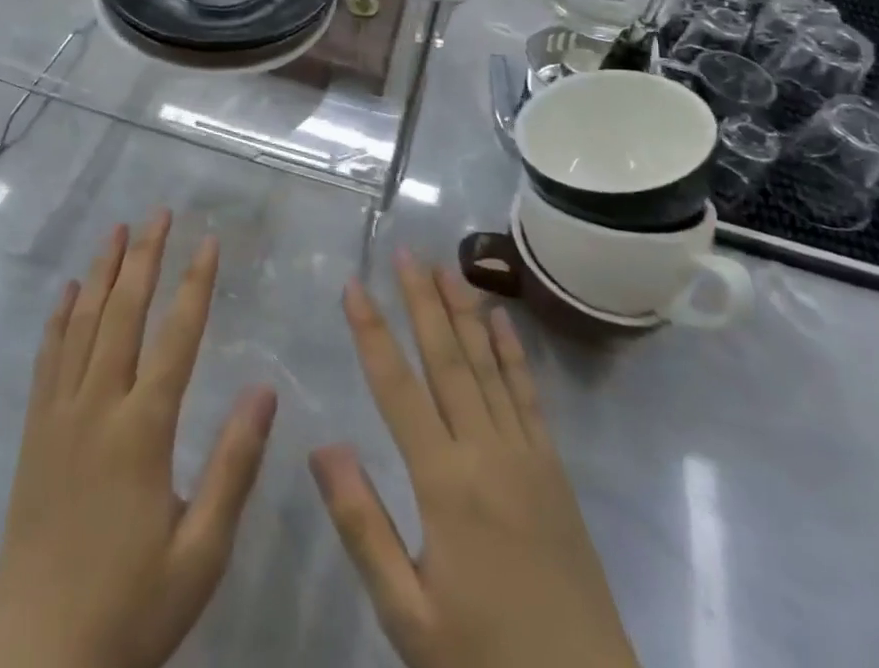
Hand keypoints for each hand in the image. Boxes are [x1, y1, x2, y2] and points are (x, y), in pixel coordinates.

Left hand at [0, 210, 277, 667]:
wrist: (39, 662)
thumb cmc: (132, 608)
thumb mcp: (201, 553)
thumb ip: (233, 467)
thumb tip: (264, 391)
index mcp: (142, 431)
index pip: (176, 337)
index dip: (194, 284)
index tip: (209, 241)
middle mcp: (97, 407)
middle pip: (124, 314)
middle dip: (144, 257)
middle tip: (158, 213)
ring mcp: (58, 415)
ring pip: (83, 324)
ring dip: (102, 272)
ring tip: (117, 230)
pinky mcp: (34, 432)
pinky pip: (47, 358)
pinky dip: (59, 317)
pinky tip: (69, 291)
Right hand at [311, 253, 638, 667]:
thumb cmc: (484, 660)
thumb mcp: (407, 615)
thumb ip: (363, 526)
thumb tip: (323, 446)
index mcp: (444, 482)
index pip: (397, 387)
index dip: (372, 332)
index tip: (353, 285)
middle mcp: (485, 452)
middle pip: (447, 359)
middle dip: (422, 300)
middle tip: (405, 252)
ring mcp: (527, 456)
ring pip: (488, 366)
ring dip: (465, 312)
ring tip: (447, 267)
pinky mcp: (555, 471)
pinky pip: (530, 397)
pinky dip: (514, 354)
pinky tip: (502, 321)